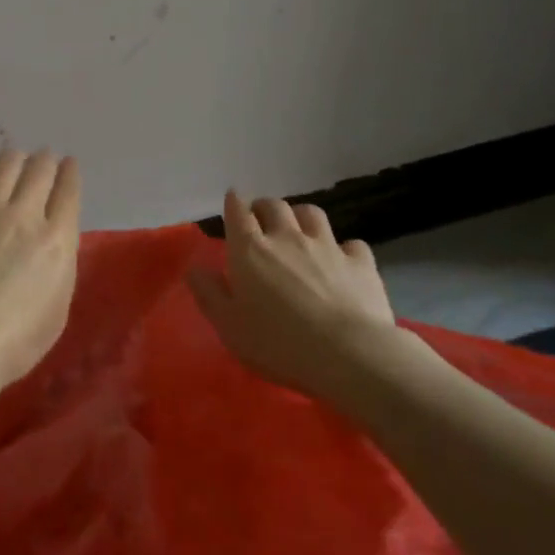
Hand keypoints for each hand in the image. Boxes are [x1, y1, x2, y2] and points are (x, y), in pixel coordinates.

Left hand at [0, 148, 80, 398]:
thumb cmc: (15, 340)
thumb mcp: (58, 305)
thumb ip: (59, 261)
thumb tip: (54, 236)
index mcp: (56, 238)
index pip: (69, 188)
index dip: (70, 171)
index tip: (68, 166)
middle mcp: (24, 213)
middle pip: (40, 166)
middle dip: (45, 161)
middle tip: (41, 164)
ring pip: (5, 162)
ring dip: (13, 161)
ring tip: (10, 168)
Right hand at [189, 191, 403, 401]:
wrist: (349, 354)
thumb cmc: (278, 343)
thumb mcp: (229, 325)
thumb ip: (209, 293)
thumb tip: (195, 268)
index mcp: (251, 250)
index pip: (238, 212)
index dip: (233, 203)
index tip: (232, 201)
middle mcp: (287, 237)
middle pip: (274, 206)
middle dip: (264, 206)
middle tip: (260, 218)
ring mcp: (326, 246)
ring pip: (311, 213)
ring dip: (300, 215)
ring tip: (298, 227)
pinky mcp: (359, 262)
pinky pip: (351, 243)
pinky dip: (343, 247)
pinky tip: (342, 259)